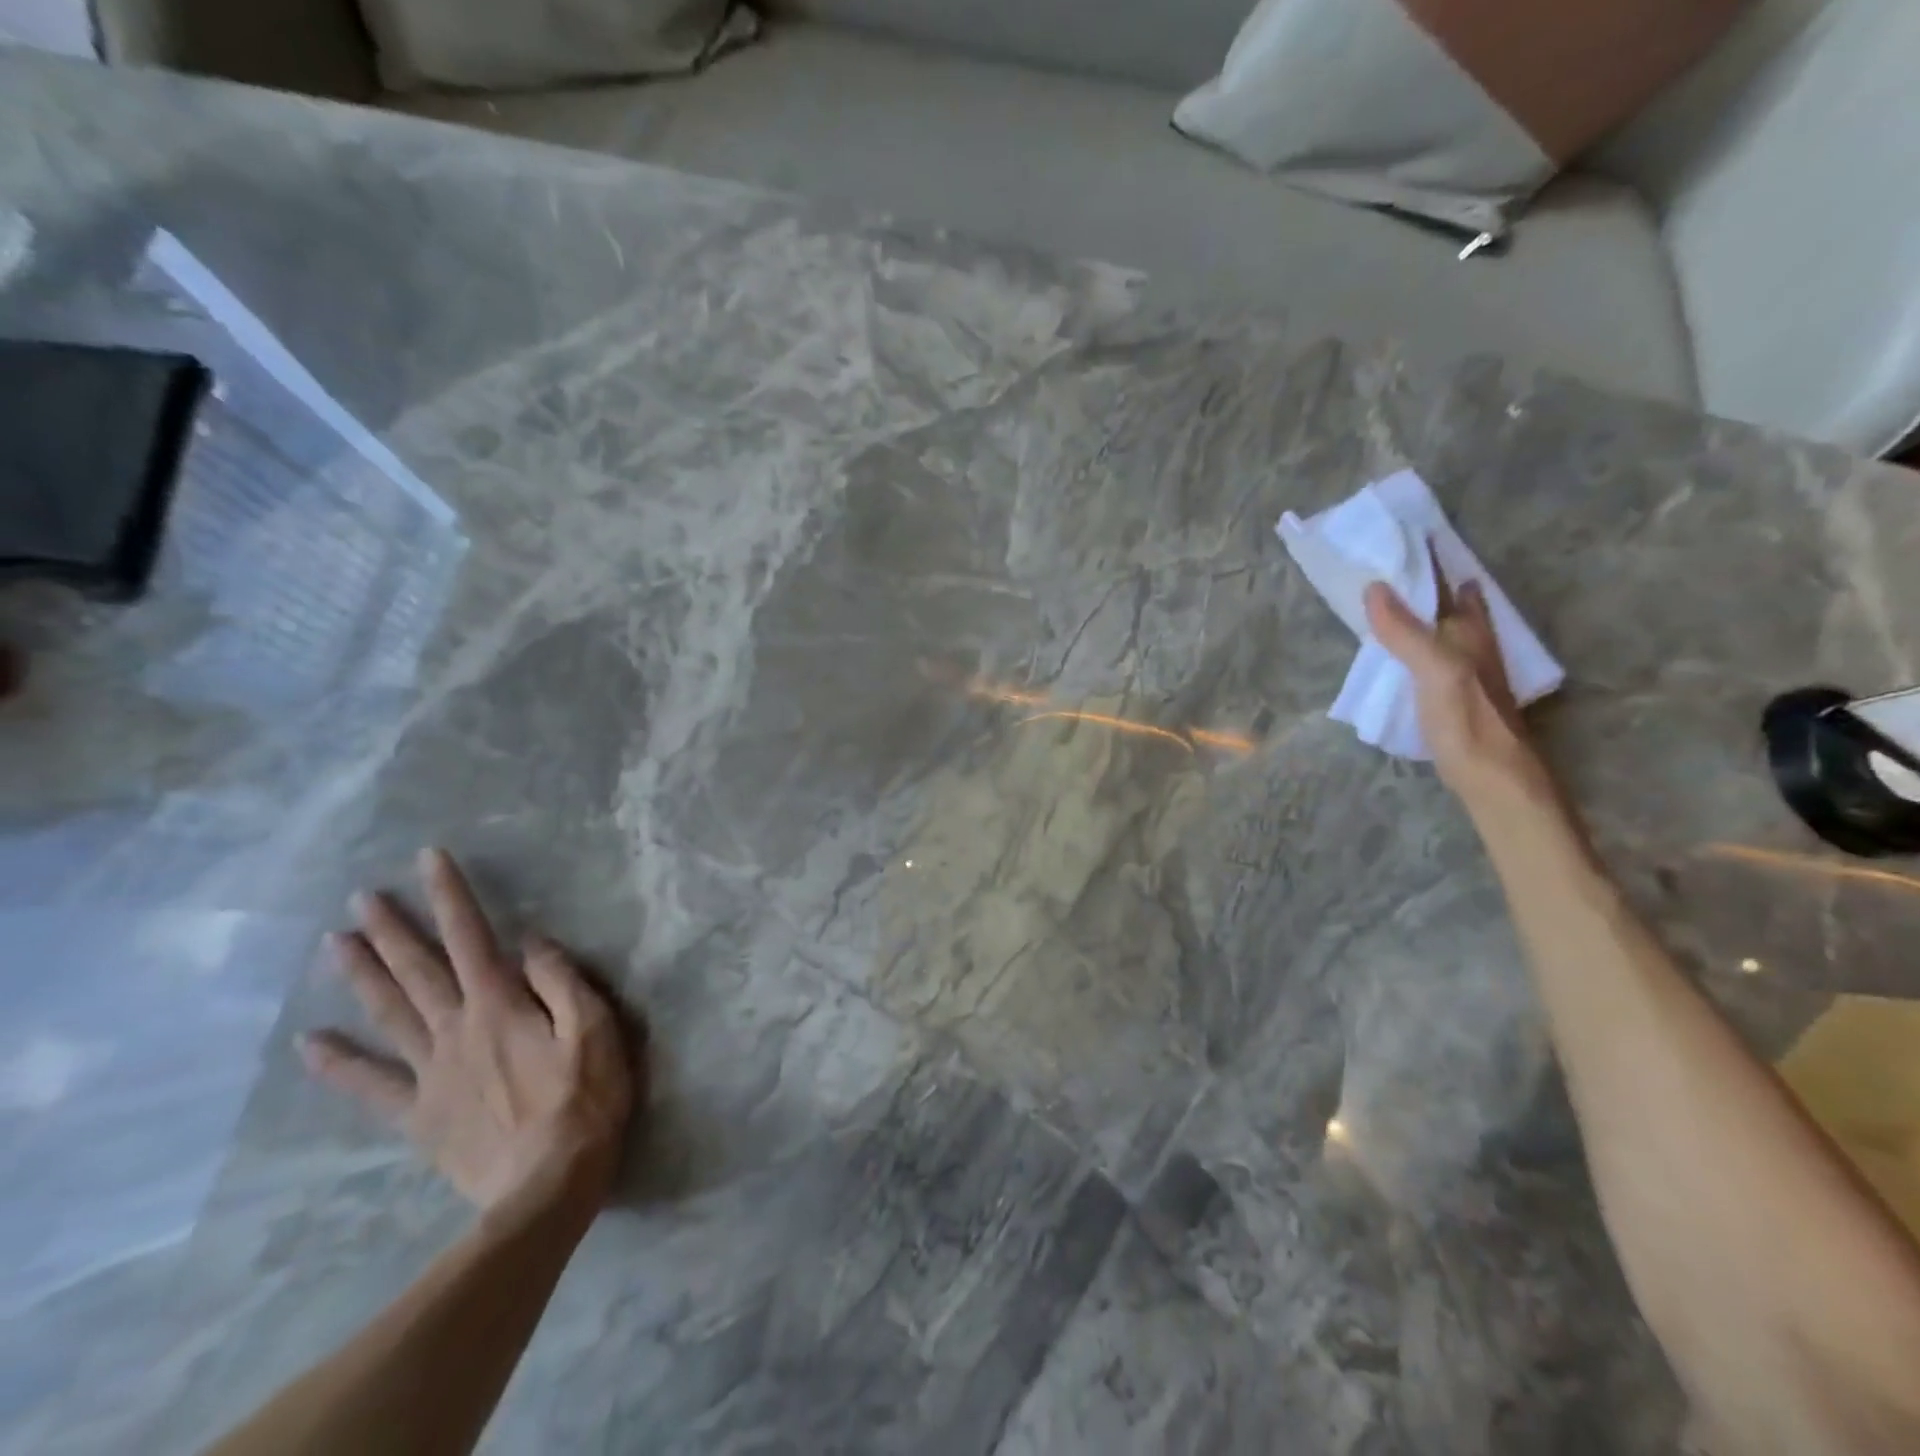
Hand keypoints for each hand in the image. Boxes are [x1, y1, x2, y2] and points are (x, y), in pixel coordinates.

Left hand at [301, 849, 636, 1218]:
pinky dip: (339, 1064)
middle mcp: (457, 1030)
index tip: (429, 859)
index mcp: (501, 1007)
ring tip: (335, 944)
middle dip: (393, 930)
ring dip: (362, 977)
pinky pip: (372, 1085)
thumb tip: (531, 942)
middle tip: (362, 898)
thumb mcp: (596, 1029)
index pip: (473, 938)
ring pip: (389, 1015)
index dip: (450, 896)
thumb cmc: (586, 1100)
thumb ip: (562, 981)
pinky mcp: (420, 1115)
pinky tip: (311, 1043)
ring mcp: (431, 1073)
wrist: (547, 1186)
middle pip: (418, 972)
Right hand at [1364, 571, 1543, 799]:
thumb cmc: (1467, 720)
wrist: (1494, 777)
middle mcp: (1472, 646)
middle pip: (1450, 603)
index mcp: (1469, 633)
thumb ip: (1406, 631)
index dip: (1432, 561)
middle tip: (1400, 562)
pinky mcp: (1454, 696)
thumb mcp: (1435, 671)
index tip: (1410, 536)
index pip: (1449, 585)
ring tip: (1398, 598)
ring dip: (1425, 611)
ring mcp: (1466, 672)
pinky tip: (1406, 650)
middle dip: (1430, 582)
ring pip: (1445, 629)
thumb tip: (1375, 586)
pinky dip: (1417, 642)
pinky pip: (1433, 655)